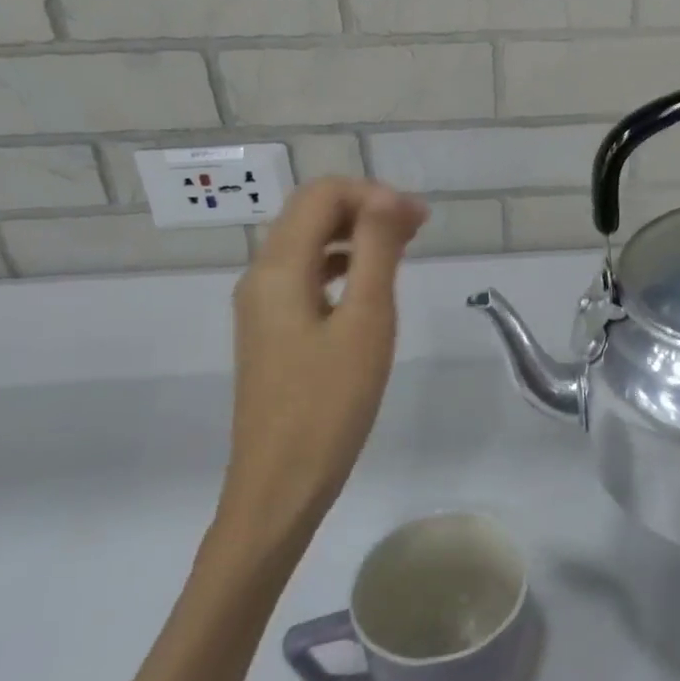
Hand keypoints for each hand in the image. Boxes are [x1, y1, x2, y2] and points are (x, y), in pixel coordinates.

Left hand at [216, 179, 427, 562]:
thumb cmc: (330, 404)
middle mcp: (261, 276)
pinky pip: (306, 275)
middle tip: (418, 229)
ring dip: (355, 234)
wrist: (279, 486)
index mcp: (278, 269)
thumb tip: (387, 196)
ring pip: (308, 243)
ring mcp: (262, 305)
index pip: (321, 195)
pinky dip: (342, 264)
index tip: (418, 220)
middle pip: (310, 213)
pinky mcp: (271, 329)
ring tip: (404, 251)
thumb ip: (375, 251)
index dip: (372, 194)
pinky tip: (371, 286)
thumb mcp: (365, 321)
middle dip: (365, 208)